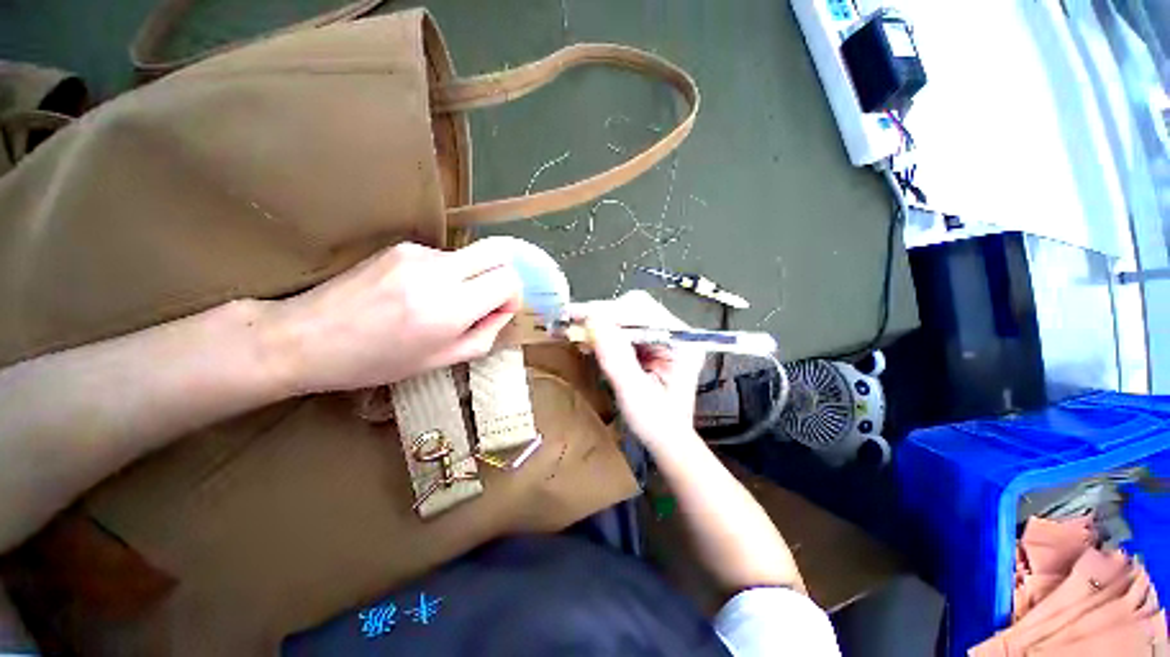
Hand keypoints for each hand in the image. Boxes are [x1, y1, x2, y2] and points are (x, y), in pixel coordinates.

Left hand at [264, 241, 521, 393]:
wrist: (305, 338)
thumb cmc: (376, 362)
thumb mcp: (439, 361)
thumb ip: (484, 336)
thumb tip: (501, 312)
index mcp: (449, 308)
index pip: (508, 279)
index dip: (512, 295)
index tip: (499, 311)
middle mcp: (437, 272)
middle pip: (497, 252)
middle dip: (503, 275)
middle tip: (488, 300)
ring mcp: (417, 254)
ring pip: (470, 256)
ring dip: (471, 278)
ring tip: (440, 304)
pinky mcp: (401, 247)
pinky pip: (443, 257)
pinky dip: (445, 274)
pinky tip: (417, 294)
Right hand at [572, 291, 705, 445]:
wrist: (665, 439)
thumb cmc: (655, 423)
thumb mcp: (634, 393)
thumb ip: (616, 357)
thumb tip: (593, 321)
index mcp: (682, 342)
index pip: (645, 313)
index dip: (609, 312)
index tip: (576, 315)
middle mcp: (674, 332)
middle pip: (635, 308)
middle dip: (602, 314)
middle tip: (571, 321)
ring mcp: (662, 336)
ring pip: (626, 315)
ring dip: (599, 322)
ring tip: (574, 329)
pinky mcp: (649, 343)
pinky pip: (623, 328)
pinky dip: (603, 332)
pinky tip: (587, 338)